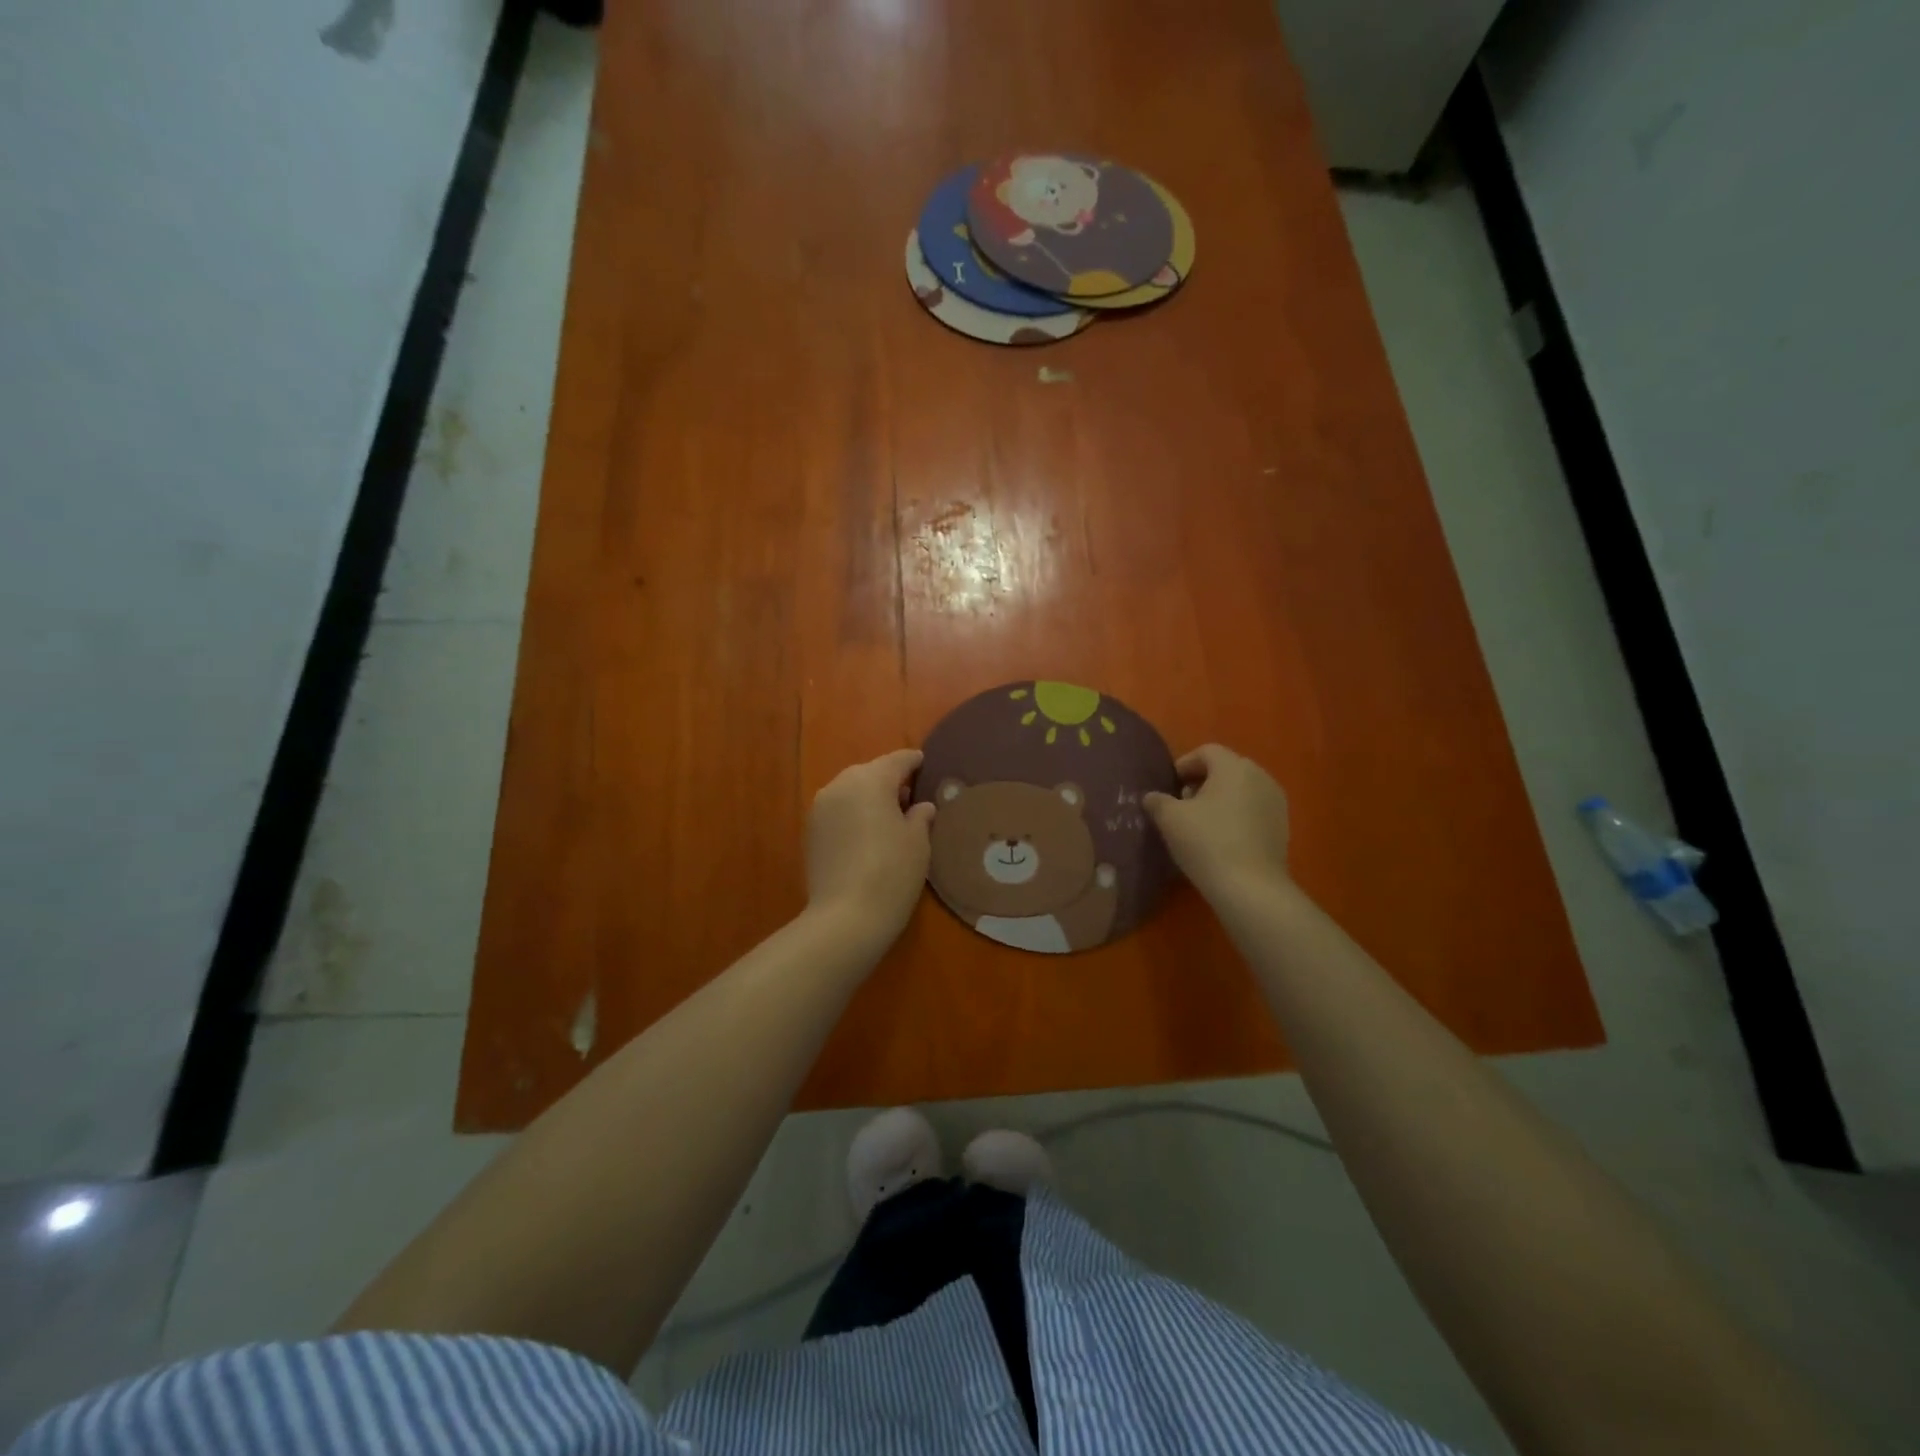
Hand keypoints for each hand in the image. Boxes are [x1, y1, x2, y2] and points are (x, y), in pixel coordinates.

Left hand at [805, 748, 936, 946]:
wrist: (846, 917)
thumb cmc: (892, 872)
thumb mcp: (918, 841)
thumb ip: (920, 816)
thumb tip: (920, 806)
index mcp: (870, 780)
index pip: (897, 761)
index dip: (913, 762)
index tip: (924, 763)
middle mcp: (840, 785)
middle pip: (870, 773)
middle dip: (889, 781)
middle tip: (910, 796)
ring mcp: (820, 808)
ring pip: (850, 792)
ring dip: (868, 798)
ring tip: (889, 818)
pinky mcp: (810, 832)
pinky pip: (838, 812)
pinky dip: (853, 815)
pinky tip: (867, 835)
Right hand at [1144, 745, 1290, 902]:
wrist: (1250, 888)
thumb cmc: (1207, 843)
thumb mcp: (1170, 819)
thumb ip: (1157, 801)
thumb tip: (1153, 797)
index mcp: (1234, 767)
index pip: (1206, 751)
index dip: (1184, 764)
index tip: (1169, 787)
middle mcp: (1260, 777)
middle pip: (1226, 769)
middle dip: (1202, 782)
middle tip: (1182, 805)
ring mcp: (1276, 802)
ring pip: (1242, 790)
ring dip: (1220, 799)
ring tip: (1201, 824)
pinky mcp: (1283, 827)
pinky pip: (1254, 810)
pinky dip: (1237, 816)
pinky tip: (1222, 839)